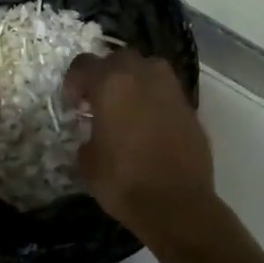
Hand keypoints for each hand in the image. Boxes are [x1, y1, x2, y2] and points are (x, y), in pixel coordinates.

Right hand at [63, 51, 214, 239]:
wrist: (177, 203)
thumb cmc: (123, 181)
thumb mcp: (88, 162)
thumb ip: (87, 138)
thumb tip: (94, 136)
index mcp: (112, 83)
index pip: (84, 64)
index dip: (73, 82)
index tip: (73, 103)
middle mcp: (143, 75)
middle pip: (119, 59)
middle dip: (106, 74)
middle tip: (99, 101)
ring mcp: (171, 89)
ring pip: (148, 69)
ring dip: (134, 82)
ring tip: (126, 109)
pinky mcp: (190, 108)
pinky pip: (166, 93)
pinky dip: (154, 101)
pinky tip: (148, 125)